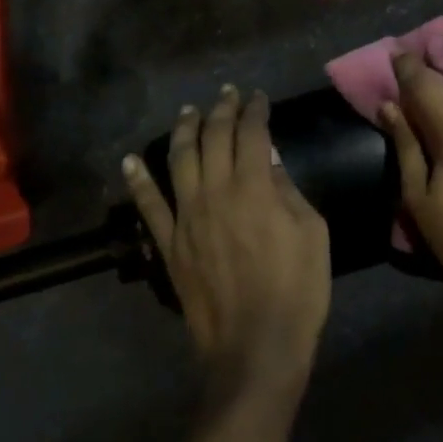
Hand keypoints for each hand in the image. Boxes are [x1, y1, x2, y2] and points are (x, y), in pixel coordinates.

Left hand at [123, 86, 330, 398]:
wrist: (256, 347)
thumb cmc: (297, 289)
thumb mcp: (312, 233)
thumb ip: (288, 191)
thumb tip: (270, 161)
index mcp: (255, 188)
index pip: (252, 134)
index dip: (255, 110)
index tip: (258, 97)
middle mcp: (215, 193)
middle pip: (213, 139)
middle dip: (221, 111)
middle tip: (227, 94)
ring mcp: (186, 219)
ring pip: (178, 160)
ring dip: (184, 130)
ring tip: (188, 111)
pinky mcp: (168, 245)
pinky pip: (148, 206)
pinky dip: (138, 180)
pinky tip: (131, 160)